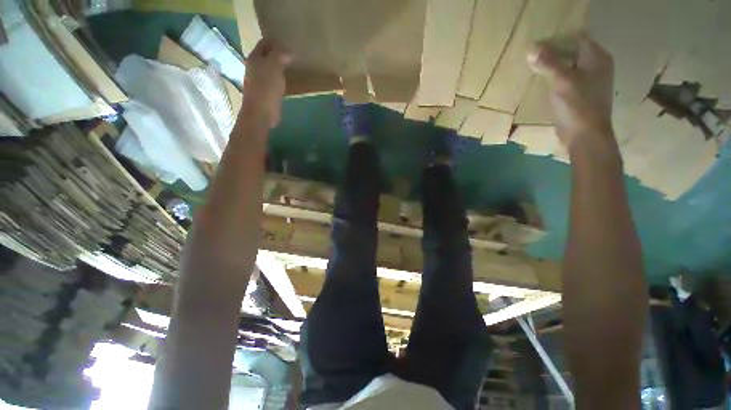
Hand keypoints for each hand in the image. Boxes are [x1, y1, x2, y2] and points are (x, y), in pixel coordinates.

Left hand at [241, 39, 292, 128]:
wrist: (261, 113)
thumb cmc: (266, 88)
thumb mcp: (274, 67)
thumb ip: (280, 55)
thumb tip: (289, 51)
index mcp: (255, 58)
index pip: (265, 43)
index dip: (275, 41)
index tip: (289, 41)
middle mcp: (255, 67)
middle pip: (267, 55)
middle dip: (278, 52)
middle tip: (292, 53)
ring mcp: (259, 80)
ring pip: (270, 68)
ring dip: (280, 65)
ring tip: (292, 65)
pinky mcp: (265, 92)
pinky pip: (274, 80)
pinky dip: (280, 77)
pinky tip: (288, 79)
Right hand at [528, 35, 615, 152]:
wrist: (585, 136)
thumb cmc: (578, 106)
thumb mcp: (562, 82)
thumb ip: (548, 63)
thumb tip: (531, 48)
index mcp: (597, 58)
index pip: (576, 38)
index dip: (557, 39)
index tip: (537, 45)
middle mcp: (596, 66)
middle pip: (572, 52)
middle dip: (553, 53)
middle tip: (532, 56)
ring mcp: (590, 81)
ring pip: (568, 66)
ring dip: (553, 66)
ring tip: (534, 67)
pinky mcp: (581, 95)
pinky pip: (567, 80)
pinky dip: (555, 79)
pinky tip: (543, 83)